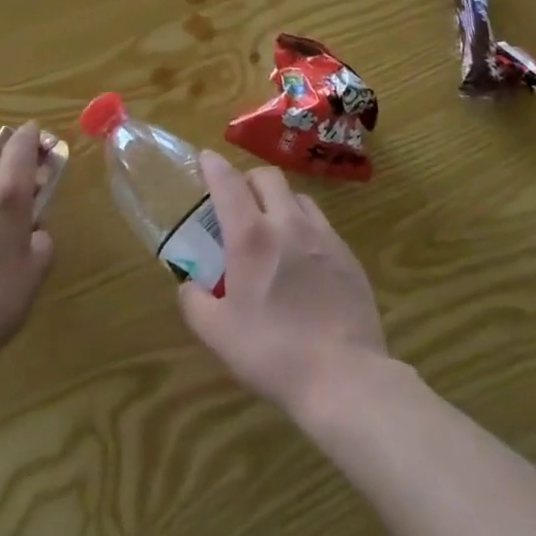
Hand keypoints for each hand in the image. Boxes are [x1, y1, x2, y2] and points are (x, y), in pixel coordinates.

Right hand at [178, 150, 387, 415]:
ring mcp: (322, 235)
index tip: (205, 159)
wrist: (344, 377)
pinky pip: (321, 224)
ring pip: (297, 196)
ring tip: (273, 226)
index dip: (214, 165)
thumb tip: (188, 286)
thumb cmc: (273, 353)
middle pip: (267, 177)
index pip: (228, 182)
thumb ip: (195, 304)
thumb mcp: (219, 335)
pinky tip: (304, 257)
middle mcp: (287, 223)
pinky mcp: (347, 253)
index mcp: (251, 236)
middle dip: (249, 179)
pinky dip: (305, 227)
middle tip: (239, 200)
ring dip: (280, 200)